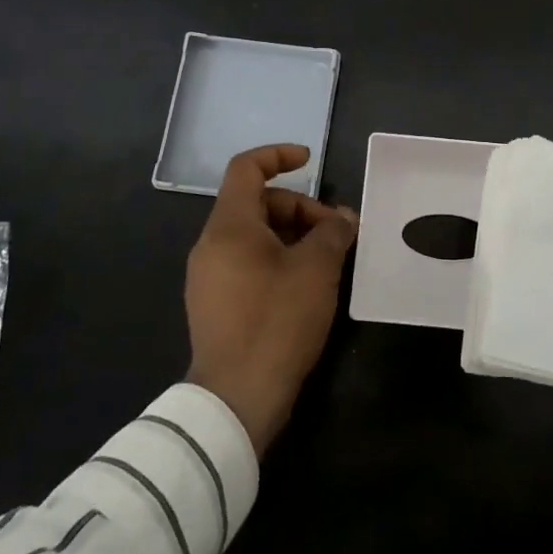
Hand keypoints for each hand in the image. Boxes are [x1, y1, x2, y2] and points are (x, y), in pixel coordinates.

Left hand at [185, 145, 357, 456]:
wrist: (236, 398)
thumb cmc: (277, 321)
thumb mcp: (317, 269)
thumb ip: (333, 232)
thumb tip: (344, 218)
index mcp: (229, 226)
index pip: (246, 168)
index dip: (278, 155)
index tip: (309, 160)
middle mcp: (211, 245)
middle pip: (257, 204)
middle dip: (300, 209)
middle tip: (335, 234)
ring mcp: (208, 277)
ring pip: (254, 236)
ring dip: (292, 237)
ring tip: (327, 261)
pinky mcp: (214, 305)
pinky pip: (247, 264)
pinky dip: (278, 260)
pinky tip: (306, 287)